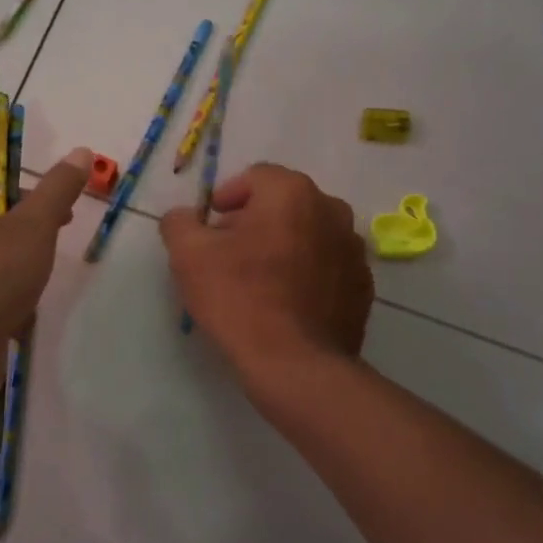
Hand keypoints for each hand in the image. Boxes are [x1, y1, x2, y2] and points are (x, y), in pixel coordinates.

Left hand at [0, 146, 92, 404]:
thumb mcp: (33, 224)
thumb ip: (57, 190)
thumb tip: (82, 151)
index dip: (33, 202)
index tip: (63, 219)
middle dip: (28, 249)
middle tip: (48, 260)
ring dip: (20, 285)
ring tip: (32, 296)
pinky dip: (7, 313)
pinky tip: (19, 324)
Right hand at [160, 163, 371, 389]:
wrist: (295, 365)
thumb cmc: (239, 298)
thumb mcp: (189, 255)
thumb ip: (179, 223)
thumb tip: (183, 217)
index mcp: (292, 193)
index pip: (255, 177)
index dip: (227, 197)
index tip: (210, 226)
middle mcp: (332, 211)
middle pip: (284, 204)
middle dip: (254, 222)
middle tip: (228, 254)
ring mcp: (353, 250)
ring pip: (308, 235)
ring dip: (283, 247)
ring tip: (257, 281)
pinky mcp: (362, 287)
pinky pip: (326, 267)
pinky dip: (306, 274)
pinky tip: (284, 304)